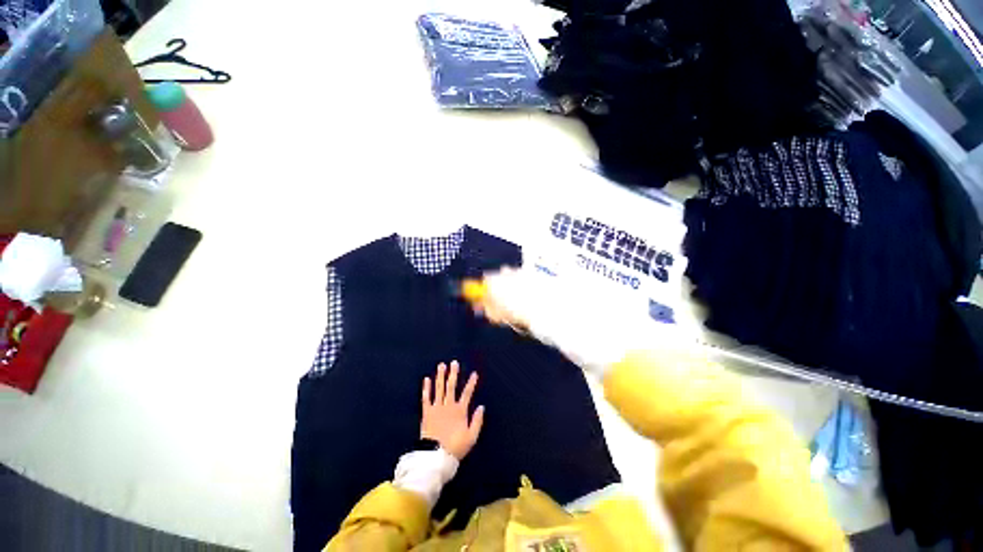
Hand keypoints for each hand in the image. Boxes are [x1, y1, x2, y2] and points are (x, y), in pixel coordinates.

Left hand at [421, 361, 484, 459]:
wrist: (436, 458)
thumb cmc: (455, 447)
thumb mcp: (471, 437)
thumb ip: (477, 421)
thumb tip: (481, 406)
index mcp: (460, 411)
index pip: (467, 393)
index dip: (471, 383)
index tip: (474, 373)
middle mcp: (448, 406)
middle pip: (451, 387)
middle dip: (453, 374)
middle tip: (454, 362)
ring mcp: (436, 408)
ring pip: (439, 389)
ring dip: (440, 376)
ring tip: (441, 365)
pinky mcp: (427, 413)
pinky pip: (426, 398)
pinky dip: (426, 388)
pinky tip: (426, 379)